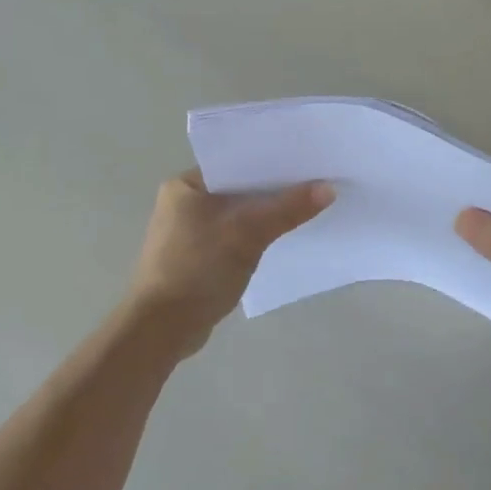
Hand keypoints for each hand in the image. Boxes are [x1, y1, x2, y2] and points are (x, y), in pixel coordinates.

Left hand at [124, 170, 332, 357]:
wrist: (161, 329)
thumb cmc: (197, 268)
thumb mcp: (247, 233)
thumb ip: (287, 209)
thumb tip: (329, 188)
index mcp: (185, 185)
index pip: (235, 162)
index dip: (271, 161)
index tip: (306, 160)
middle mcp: (184, 202)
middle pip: (239, 187)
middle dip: (273, 189)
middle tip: (315, 181)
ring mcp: (189, 231)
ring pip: (238, 213)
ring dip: (266, 213)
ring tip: (307, 206)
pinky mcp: (197, 257)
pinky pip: (234, 235)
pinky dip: (255, 235)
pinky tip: (282, 236)